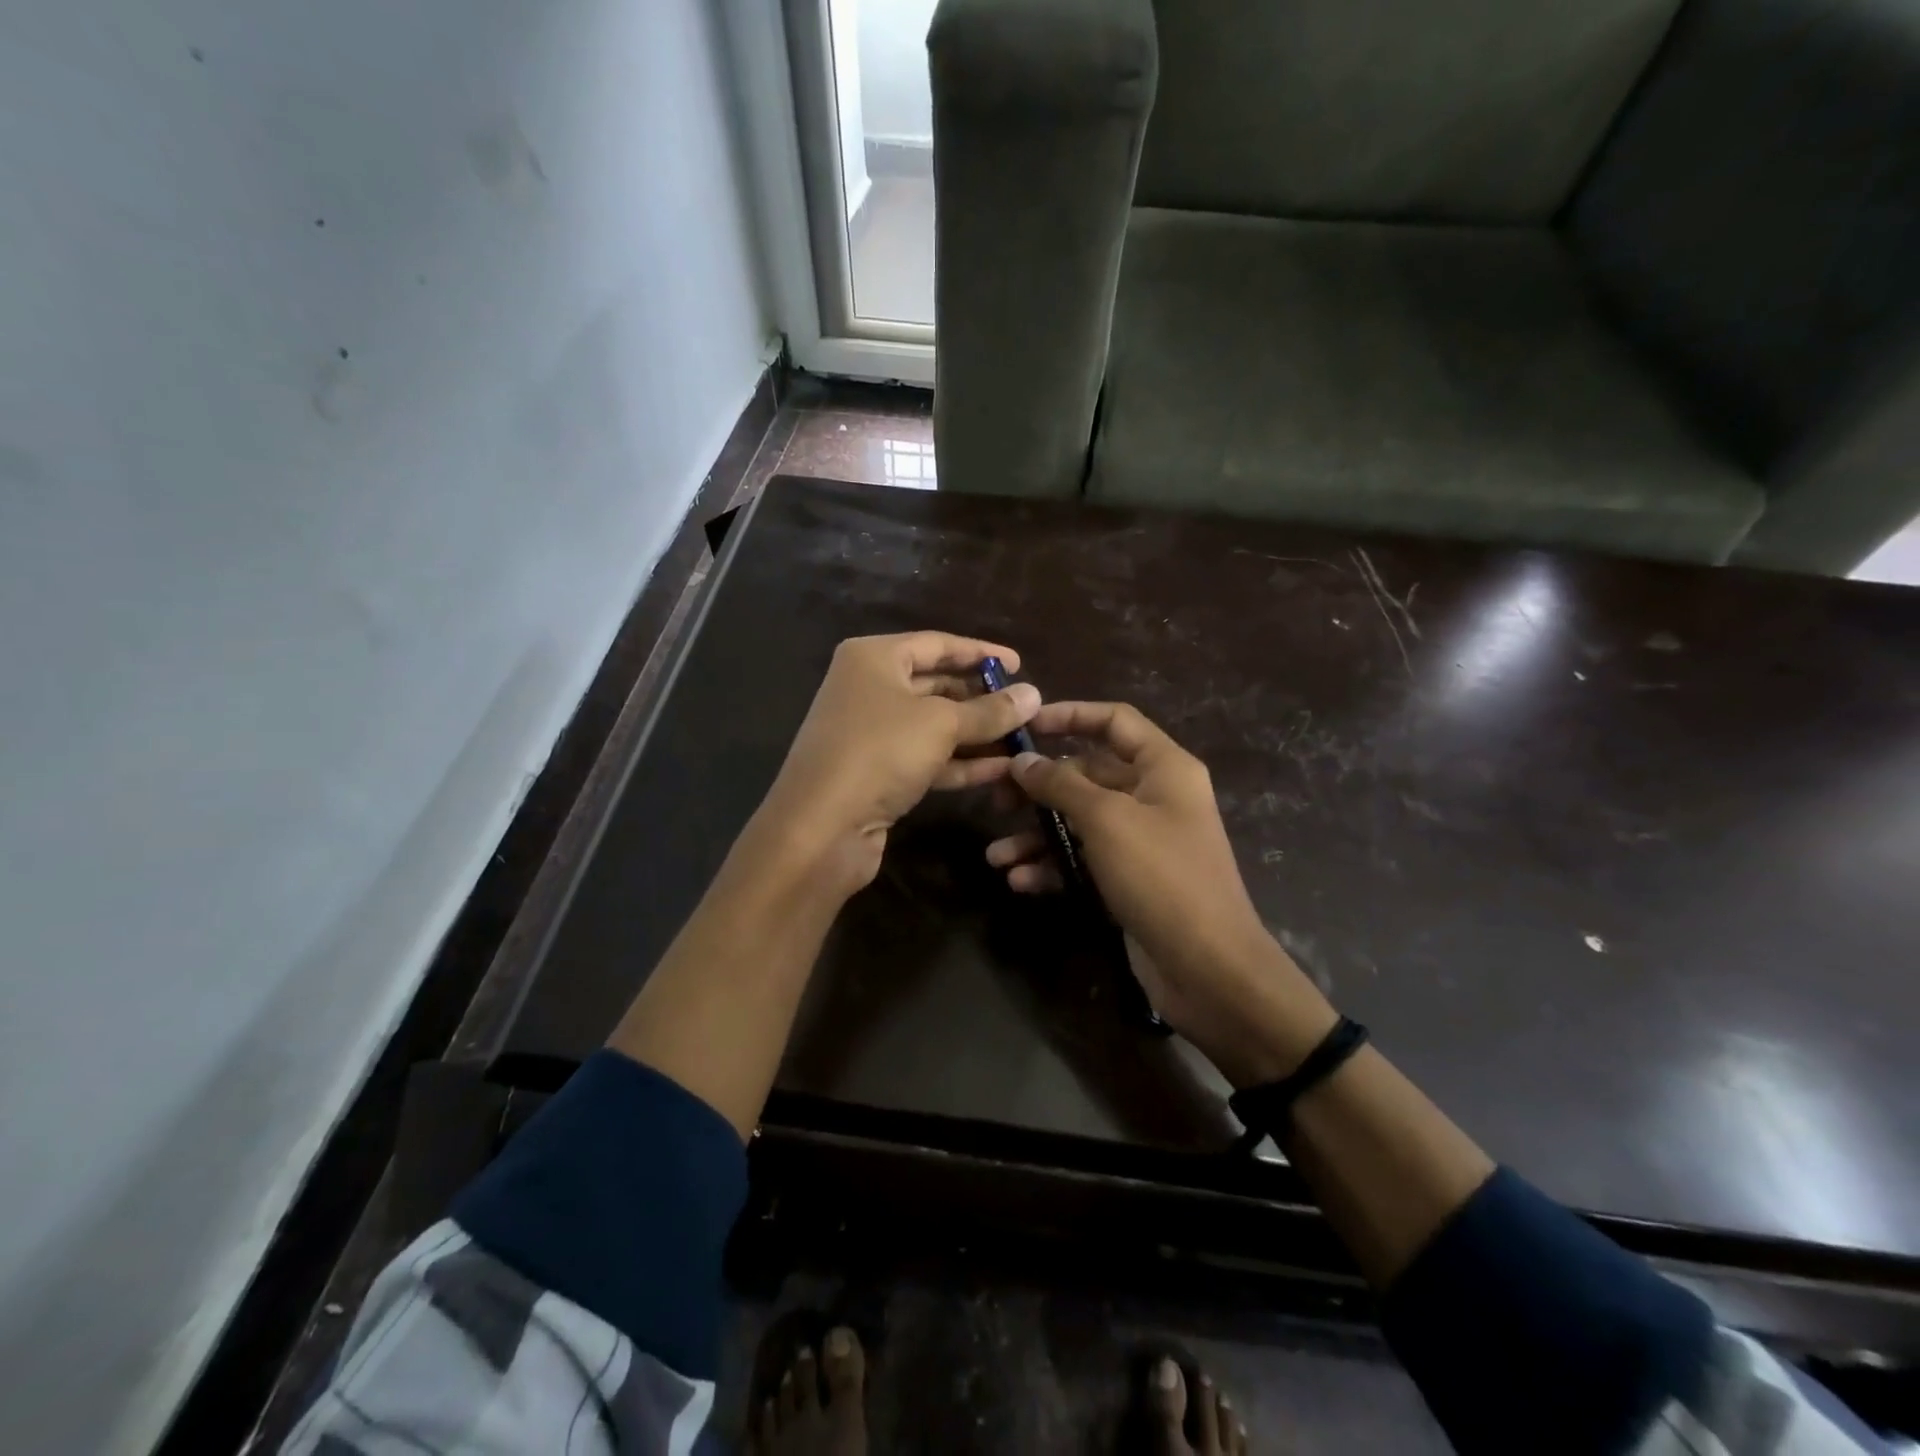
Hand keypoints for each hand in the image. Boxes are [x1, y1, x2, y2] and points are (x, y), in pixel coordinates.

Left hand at [755, 631, 1040, 895]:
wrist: (821, 828)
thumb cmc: (879, 753)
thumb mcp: (941, 724)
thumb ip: (990, 710)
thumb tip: (1034, 694)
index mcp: (874, 658)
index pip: (937, 644)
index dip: (981, 653)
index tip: (1019, 665)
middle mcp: (869, 688)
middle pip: (936, 685)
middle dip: (982, 699)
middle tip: (1025, 709)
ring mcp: (872, 733)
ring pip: (934, 726)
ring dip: (978, 735)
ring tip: (1023, 741)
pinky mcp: (878, 772)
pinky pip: (927, 758)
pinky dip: (961, 762)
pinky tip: (1002, 771)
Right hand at [986, 702, 1336, 1084]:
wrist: (1209, 969)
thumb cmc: (1162, 877)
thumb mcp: (1107, 820)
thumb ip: (1061, 784)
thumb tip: (1022, 760)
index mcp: (1164, 768)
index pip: (1114, 721)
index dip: (1069, 715)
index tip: (1025, 726)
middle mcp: (1154, 796)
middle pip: (1088, 773)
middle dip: (1040, 787)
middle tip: (995, 799)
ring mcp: (1142, 840)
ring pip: (1080, 821)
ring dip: (1038, 835)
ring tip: (996, 854)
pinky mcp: (1130, 879)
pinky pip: (1085, 859)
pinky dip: (1054, 866)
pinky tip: (1020, 881)